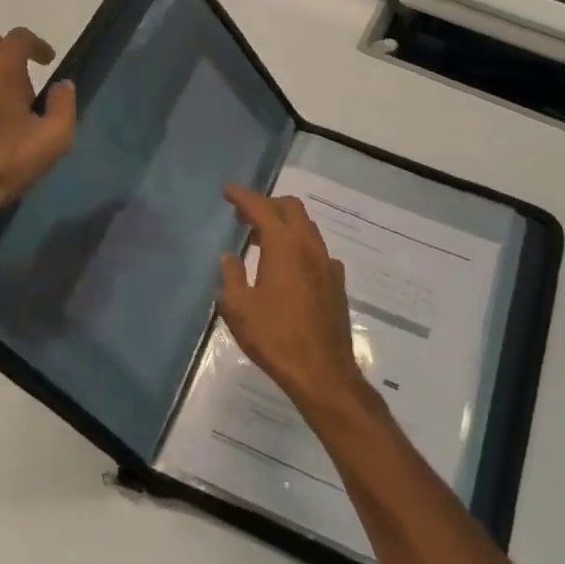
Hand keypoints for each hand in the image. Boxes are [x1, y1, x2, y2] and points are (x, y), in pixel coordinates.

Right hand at [217, 185, 372, 418]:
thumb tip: (231, 257)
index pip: (262, 208)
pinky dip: (298, 247)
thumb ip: (232, 276)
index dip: (243, 197)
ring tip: (260, 239)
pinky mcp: (336, 284)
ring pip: (306, 228)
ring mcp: (328, 265)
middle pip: (291, 209)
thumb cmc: (275, 337)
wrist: (322, 372)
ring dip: (283, 225)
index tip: (228, 191)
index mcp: (284, 246)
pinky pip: (316, 251)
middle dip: (267, 204)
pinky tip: (287, 267)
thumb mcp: (238, 308)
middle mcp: (310, 247)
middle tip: (244, 215)